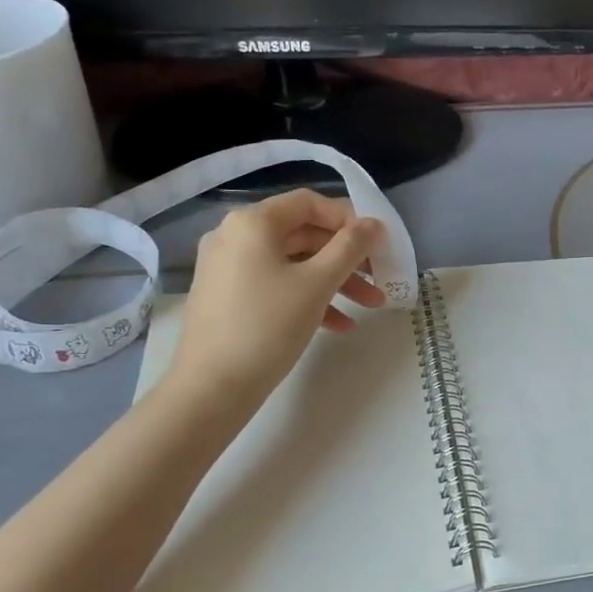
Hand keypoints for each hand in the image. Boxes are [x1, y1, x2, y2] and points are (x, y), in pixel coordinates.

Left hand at [166, 190, 384, 402]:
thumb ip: (350, 248)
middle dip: (347, 258)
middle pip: (304, 234)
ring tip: (371, 306)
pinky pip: (277, 285)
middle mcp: (236, 236)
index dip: (349, 219)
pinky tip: (340, 325)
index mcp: (253, 222)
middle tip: (380, 277)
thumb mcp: (317, 284)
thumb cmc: (267, 326)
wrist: (211, 388)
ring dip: (335, 281)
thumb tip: (375, 224)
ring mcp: (229, 268)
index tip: (378, 243)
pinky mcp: (229, 297)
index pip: (309, 203)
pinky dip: (309, 298)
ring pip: (294, 263)